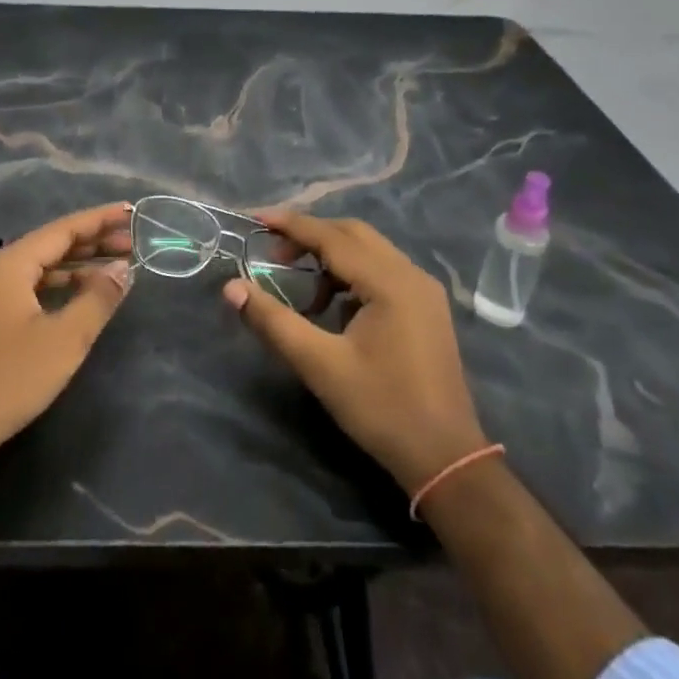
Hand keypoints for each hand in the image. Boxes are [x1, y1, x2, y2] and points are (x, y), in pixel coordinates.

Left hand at [0, 202, 133, 473]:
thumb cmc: (9, 379)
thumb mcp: (65, 339)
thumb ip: (97, 298)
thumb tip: (122, 268)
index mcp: (12, 264)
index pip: (63, 229)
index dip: (99, 219)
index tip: (131, 211)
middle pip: (52, 245)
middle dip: (93, 242)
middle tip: (134, 242)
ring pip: (42, 268)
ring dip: (79, 266)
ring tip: (116, 267)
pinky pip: (31, 288)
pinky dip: (60, 286)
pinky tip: (81, 297)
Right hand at [223, 211, 486, 494]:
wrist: (446, 460)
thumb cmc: (381, 409)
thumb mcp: (319, 365)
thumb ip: (273, 321)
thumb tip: (231, 288)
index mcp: (389, 282)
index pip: (331, 236)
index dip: (290, 224)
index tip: (254, 218)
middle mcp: (411, 274)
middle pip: (352, 234)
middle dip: (310, 235)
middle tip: (273, 252)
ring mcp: (424, 290)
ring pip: (369, 250)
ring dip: (331, 255)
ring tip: (300, 282)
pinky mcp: (427, 308)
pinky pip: (383, 270)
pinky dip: (352, 273)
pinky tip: (333, 305)